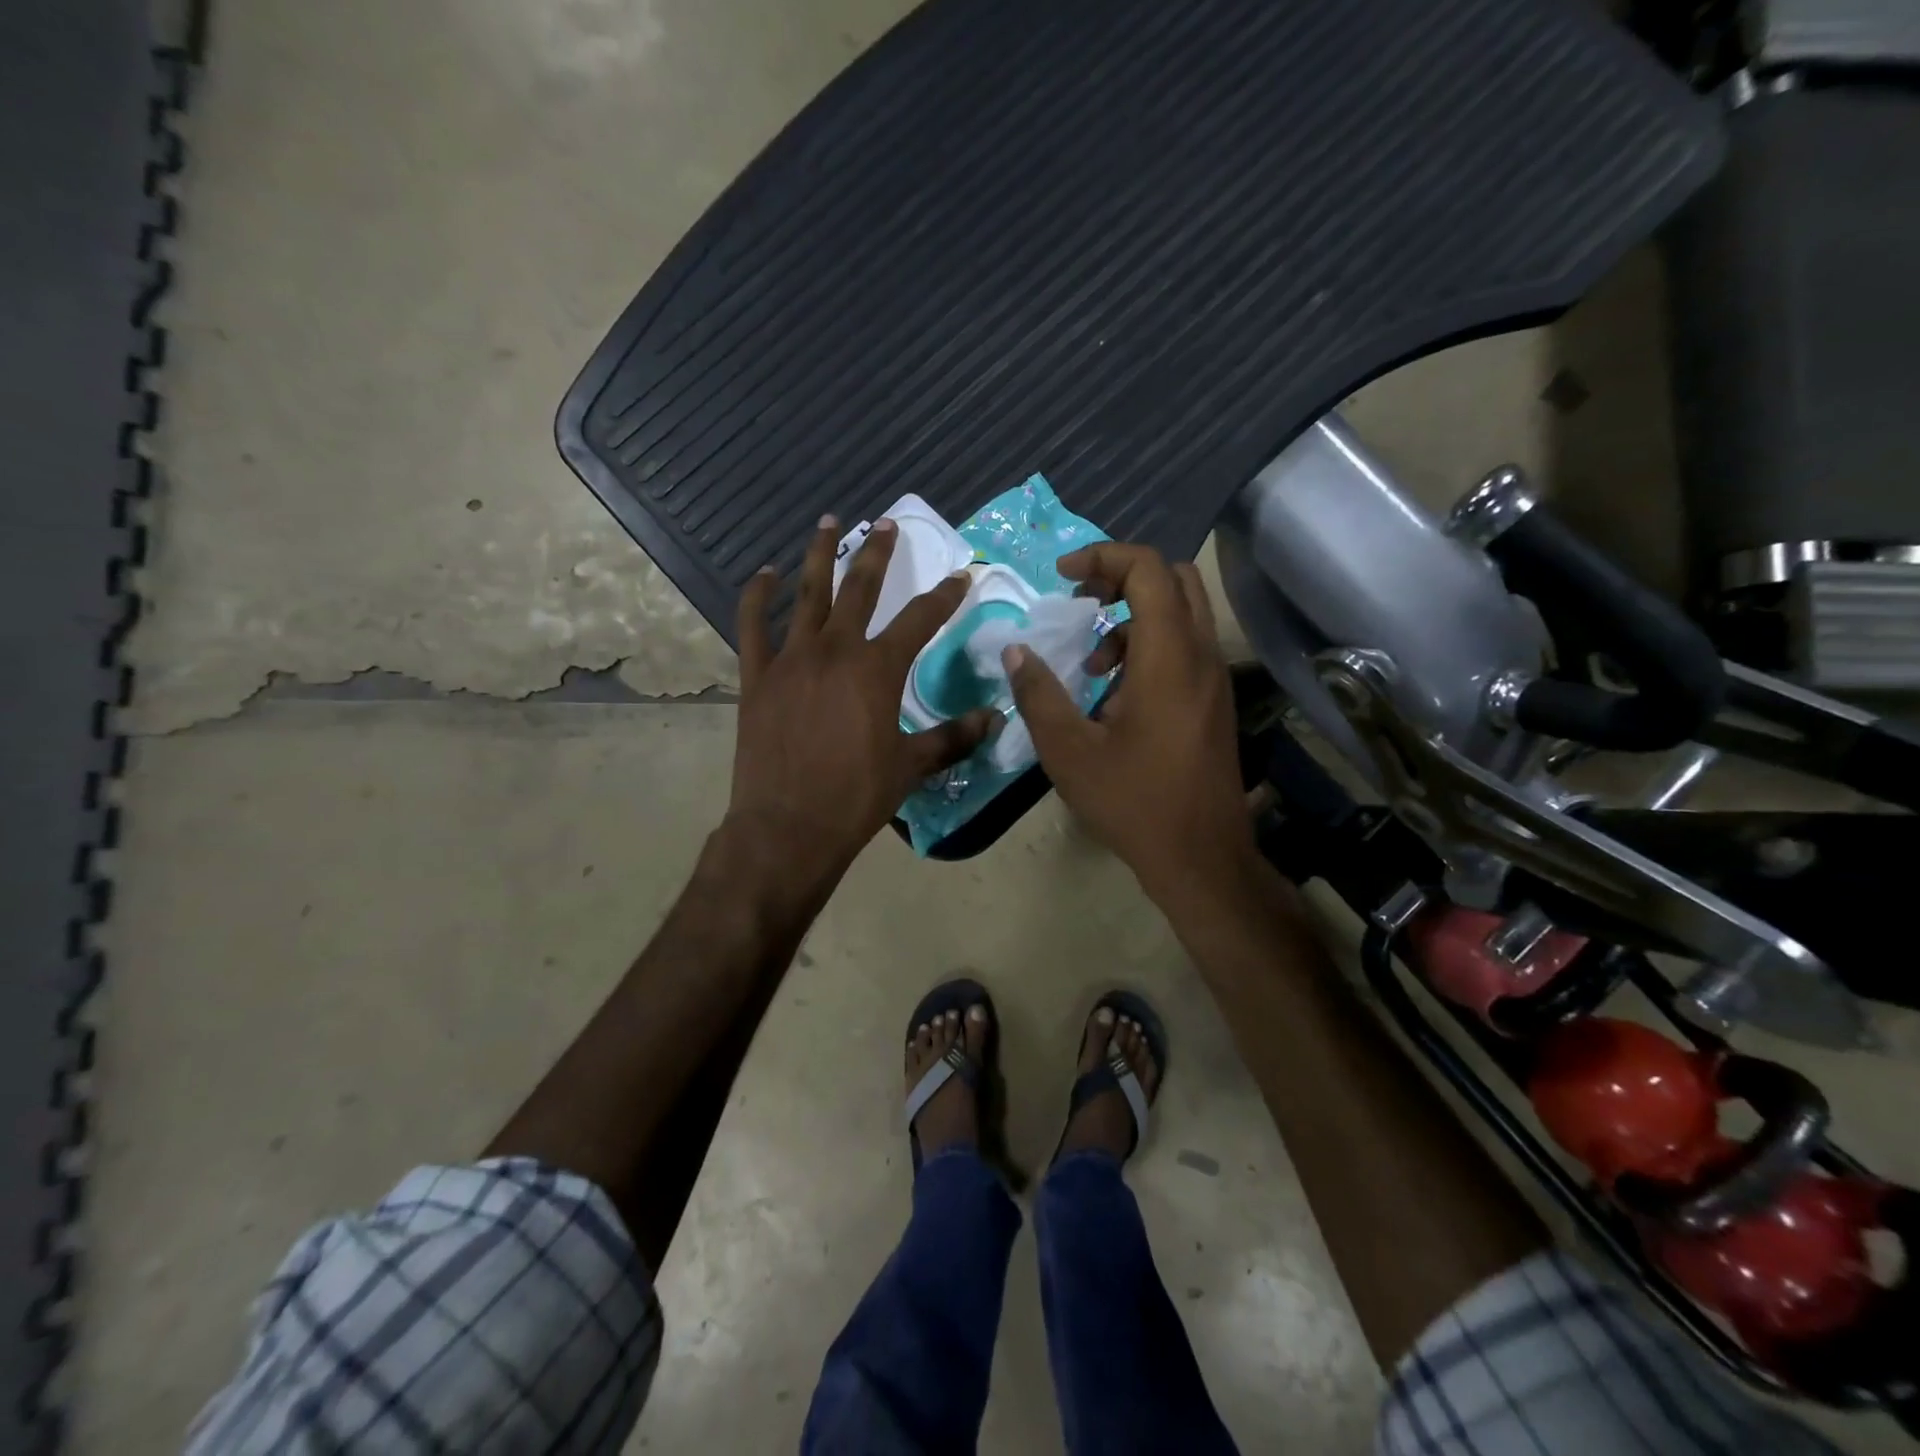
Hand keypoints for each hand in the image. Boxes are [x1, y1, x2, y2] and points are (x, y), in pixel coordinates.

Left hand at [729, 516, 996, 888]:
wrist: (788, 827)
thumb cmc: (856, 796)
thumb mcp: (912, 766)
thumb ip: (953, 737)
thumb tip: (994, 719)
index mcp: (878, 669)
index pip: (920, 619)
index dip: (944, 596)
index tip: (960, 575)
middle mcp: (835, 650)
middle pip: (859, 588)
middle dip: (877, 553)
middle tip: (887, 524)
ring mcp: (791, 659)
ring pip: (806, 594)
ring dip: (819, 555)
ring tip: (829, 522)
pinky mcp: (757, 676)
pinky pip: (752, 625)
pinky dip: (756, 596)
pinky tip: (763, 574)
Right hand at [1004, 543, 1254, 902]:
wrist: (1200, 856)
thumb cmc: (1133, 802)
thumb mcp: (1069, 751)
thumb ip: (1039, 695)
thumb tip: (1016, 652)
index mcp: (1168, 658)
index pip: (1149, 570)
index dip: (1103, 557)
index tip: (1063, 578)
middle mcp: (1201, 656)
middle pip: (1175, 578)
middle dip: (1123, 576)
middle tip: (1081, 602)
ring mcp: (1214, 679)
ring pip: (1183, 612)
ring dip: (1134, 616)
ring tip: (1092, 663)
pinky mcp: (1214, 701)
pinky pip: (1185, 646)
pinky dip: (1149, 646)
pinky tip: (1115, 695)